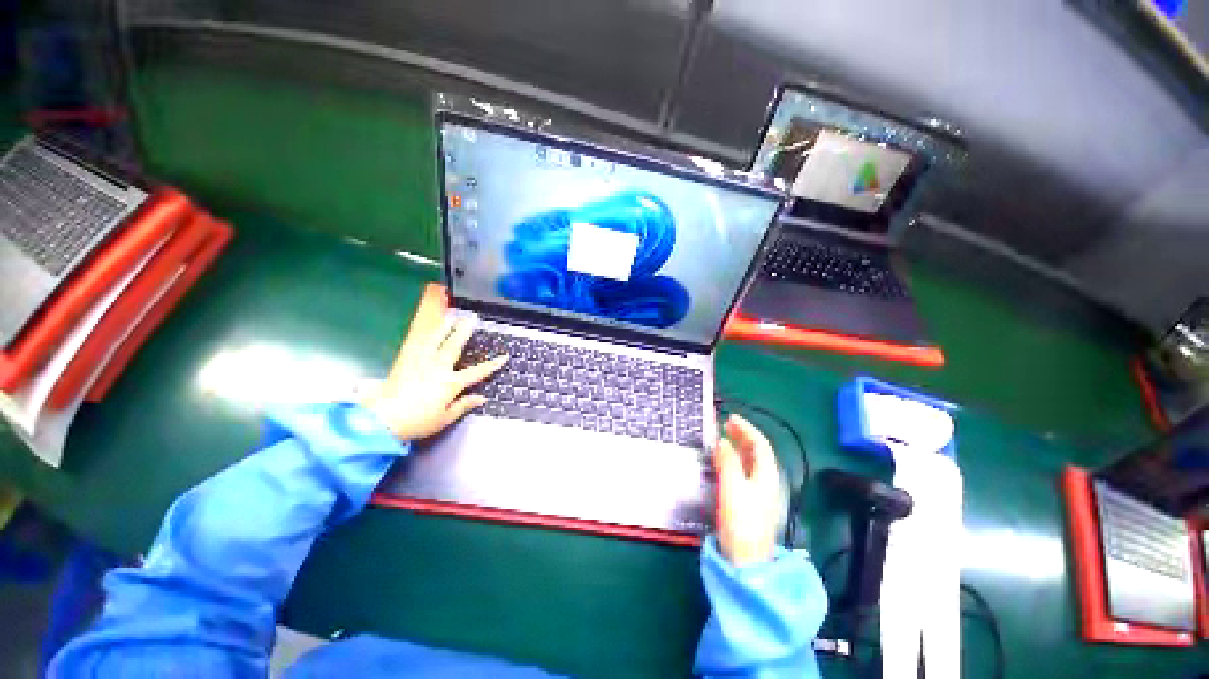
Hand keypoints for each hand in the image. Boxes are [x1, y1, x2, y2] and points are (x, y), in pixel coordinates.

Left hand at [361, 317, 506, 440]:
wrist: (382, 419)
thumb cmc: (418, 421)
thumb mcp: (445, 418)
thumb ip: (464, 405)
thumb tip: (482, 398)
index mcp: (451, 383)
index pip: (477, 372)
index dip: (493, 365)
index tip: (504, 357)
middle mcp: (438, 368)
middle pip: (455, 346)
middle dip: (465, 331)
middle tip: (472, 318)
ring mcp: (421, 362)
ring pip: (435, 340)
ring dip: (444, 327)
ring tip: (451, 317)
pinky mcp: (405, 361)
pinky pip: (417, 344)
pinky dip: (424, 335)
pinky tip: (427, 329)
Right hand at [713, 414, 783, 566]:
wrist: (746, 561)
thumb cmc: (740, 521)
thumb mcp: (732, 486)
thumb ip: (727, 461)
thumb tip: (722, 441)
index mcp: (767, 475)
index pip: (760, 444)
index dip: (746, 429)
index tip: (730, 418)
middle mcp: (767, 482)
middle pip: (758, 453)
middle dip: (743, 437)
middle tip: (725, 426)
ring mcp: (761, 494)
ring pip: (752, 463)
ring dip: (739, 448)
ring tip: (723, 440)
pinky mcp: (752, 504)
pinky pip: (745, 473)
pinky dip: (735, 462)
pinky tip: (724, 464)